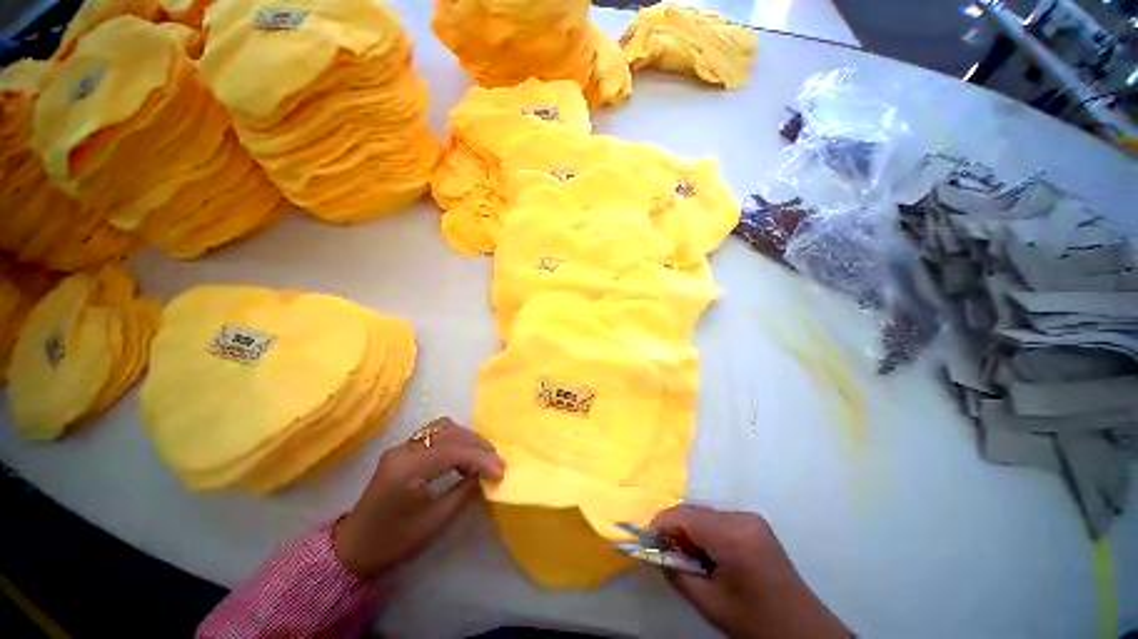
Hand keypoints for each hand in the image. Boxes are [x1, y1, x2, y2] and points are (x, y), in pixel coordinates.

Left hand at [332, 417, 504, 577]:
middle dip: (476, 445)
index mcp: (407, 468)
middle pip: (449, 432)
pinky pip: (435, 435)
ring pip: (443, 428)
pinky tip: (464, 455)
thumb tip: (486, 475)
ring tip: (482, 457)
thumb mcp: (434, 522)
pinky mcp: (403, 450)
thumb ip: (463, 492)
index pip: (453, 451)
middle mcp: (404, 449)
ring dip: (466, 439)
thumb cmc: (393, 542)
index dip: (481, 458)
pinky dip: (454, 441)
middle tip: (495, 462)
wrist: (354, 549)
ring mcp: (402, 447)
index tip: (501, 470)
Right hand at [651, 505, 849, 638]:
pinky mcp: (755, 524)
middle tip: (666, 554)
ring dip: (689, 531)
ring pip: (704, 514)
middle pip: (693, 512)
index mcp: (733, 536)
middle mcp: (742, 518)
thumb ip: (676, 573)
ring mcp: (751, 518)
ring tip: (688, 558)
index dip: (660, 524)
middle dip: (675, 529)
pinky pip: (718, 520)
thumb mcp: (710, 604)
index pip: (683, 515)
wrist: (803, 632)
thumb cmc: (755, 622)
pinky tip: (708, 555)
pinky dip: (705, 532)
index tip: (647, 541)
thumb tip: (654, 551)